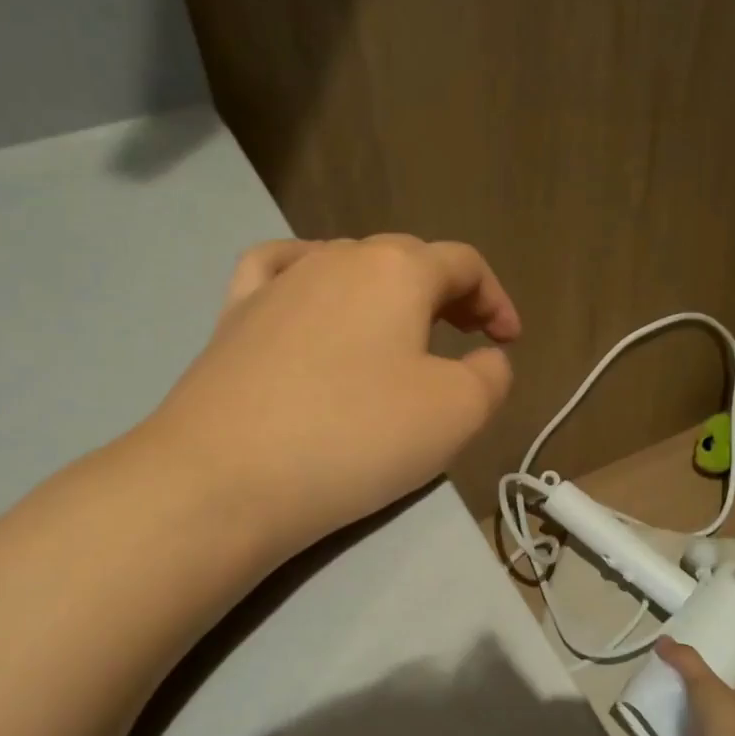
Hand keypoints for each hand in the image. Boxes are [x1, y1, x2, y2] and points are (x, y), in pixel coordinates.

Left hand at [141, 235, 520, 555]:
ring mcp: (278, 282)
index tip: (510, 341)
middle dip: (447, 294)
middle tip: (465, 338)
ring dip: (387, 292)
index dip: (496, 300)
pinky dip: (309, 275)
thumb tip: (486, 358)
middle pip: (407, 259)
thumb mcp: (457, 413)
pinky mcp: (233, 315)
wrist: (225, 478)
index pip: (464, 264)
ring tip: (397, 331)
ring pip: (348, 264)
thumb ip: (491, 376)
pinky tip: (310, 295)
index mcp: (397, 270)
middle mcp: (337, 257)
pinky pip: (279, 270)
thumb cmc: (356, 438)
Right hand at [655, 637, 734, 735]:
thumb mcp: (703, 681)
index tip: (702, 680)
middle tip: (679, 695)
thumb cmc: (727, 721)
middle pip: (726, 712)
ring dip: (693, 730)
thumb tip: (662, 639)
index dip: (726, 685)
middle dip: (707, 708)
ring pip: (711, 735)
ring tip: (667, 714)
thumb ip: (684, 659)